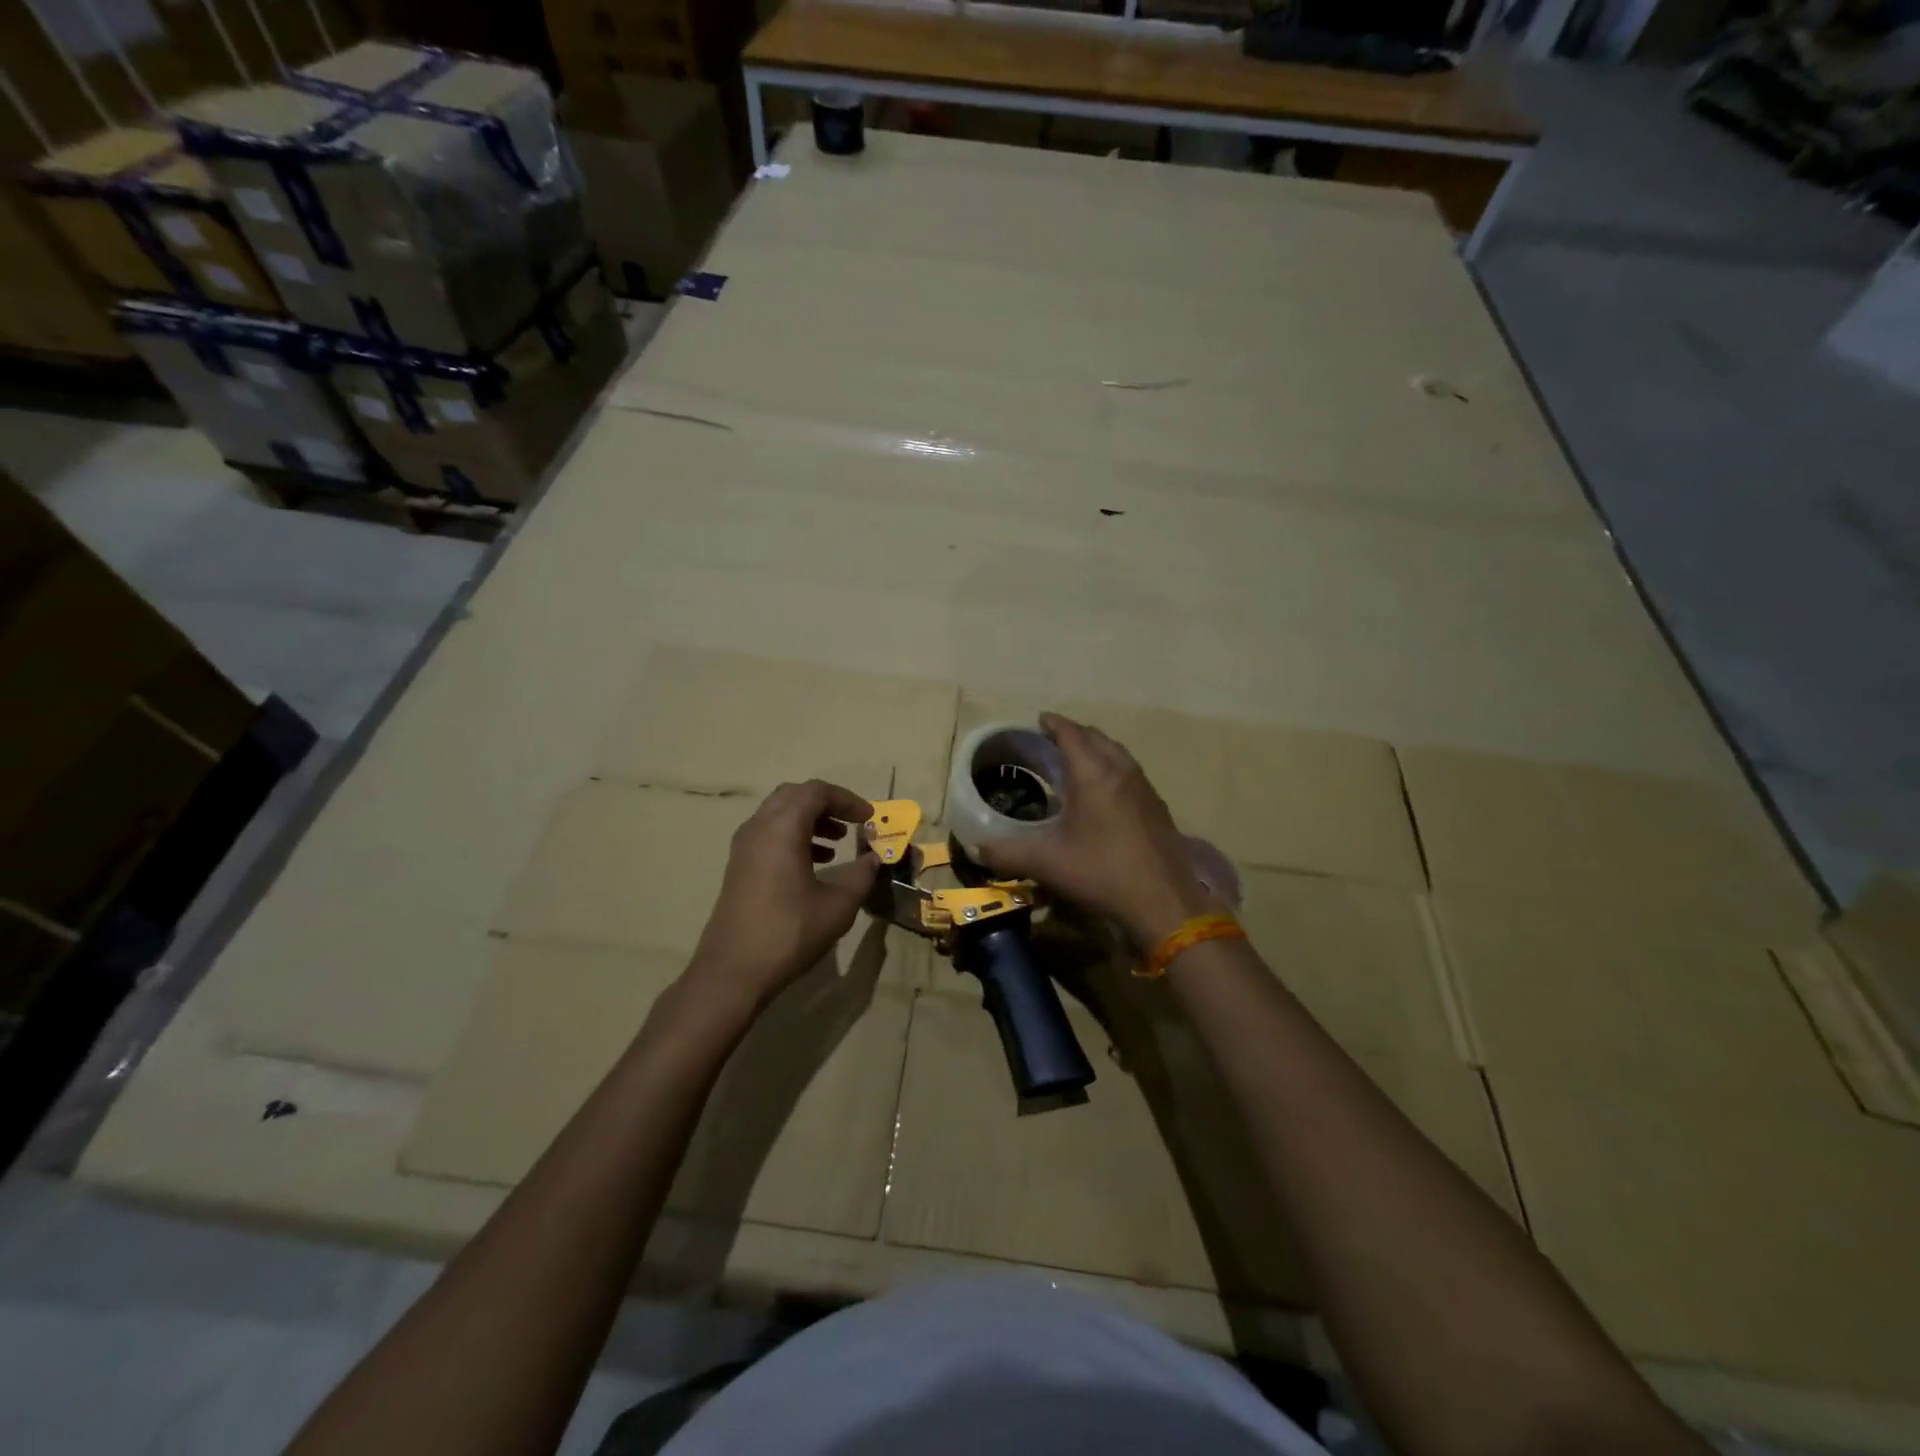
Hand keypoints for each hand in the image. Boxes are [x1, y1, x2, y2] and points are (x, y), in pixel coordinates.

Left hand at [687, 780, 880, 1010]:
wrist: (732, 972)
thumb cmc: (789, 933)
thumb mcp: (838, 906)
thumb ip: (861, 876)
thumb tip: (874, 859)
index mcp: (782, 828)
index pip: (816, 791)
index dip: (847, 799)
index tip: (869, 818)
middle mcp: (758, 828)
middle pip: (794, 795)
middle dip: (827, 804)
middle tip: (852, 823)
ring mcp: (743, 847)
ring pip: (779, 814)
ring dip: (810, 820)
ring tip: (837, 842)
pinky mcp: (738, 866)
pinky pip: (769, 834)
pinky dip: (794, 836)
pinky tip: (814, 863)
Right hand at [974, 712, 1218, 946]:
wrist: (1163, 901)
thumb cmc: (1101, 873)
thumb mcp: (1046, 863)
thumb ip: (1006, 853)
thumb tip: (975, 848)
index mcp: (1092, 774)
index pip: (1071, 734)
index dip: (1054, 724)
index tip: (1040, 719)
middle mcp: (1121, 771)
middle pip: (1097, 737)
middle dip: (1074, 733)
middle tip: (1053, 739)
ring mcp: (1144, 787)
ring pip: (1118, 753)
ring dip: (1097, 748)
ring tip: (1078, 759)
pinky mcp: (1157, 806)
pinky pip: (1131, 771)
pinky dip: (1113, 767)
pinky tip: (1106, 790)